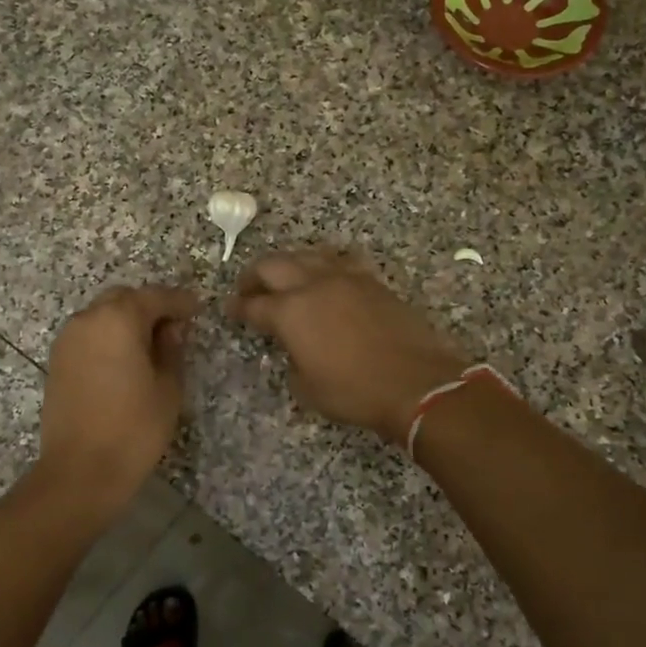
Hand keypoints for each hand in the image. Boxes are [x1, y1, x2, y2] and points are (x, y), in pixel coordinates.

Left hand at [37, 285, 198, 506]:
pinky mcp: (57, 362)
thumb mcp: (168, 388)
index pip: (155, 297)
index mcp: (118, 319)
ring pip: (102, 316)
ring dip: (126, 322)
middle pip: (123, 299)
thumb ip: (172, 350)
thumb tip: (171, 328)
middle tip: (174, 327)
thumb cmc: (134, 428)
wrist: (80, 471)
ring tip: (150, 346)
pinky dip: (108, 338)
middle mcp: (88, 320)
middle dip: (149, 307)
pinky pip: (88, 336)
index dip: (179, 301)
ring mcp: (67, 340)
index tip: (197, 309)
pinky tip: (125, 361)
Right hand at [227, 250, 467, 445]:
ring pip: (307, 255)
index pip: (254, 305)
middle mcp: (313, 285)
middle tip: (249, 289)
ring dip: (289, 264)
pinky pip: (339, 261)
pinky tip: (325, 278)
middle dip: (254, 276)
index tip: (230, 309)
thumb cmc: (354, 391)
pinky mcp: (371, 281)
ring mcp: (345, 278)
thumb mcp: (307, 387)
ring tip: (286, 279)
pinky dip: (324, 265)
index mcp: (290, 312)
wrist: (415, 382)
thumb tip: (295, 348)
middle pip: (273, 265)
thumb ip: (292, 360)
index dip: (237, 308)